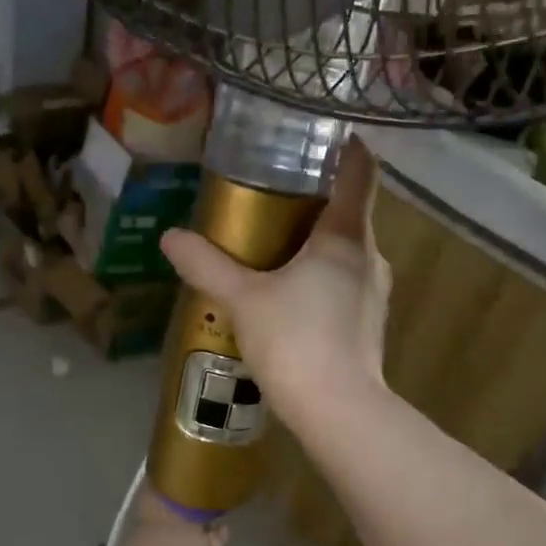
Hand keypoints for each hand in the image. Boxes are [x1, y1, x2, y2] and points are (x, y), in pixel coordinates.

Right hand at [159, 139, 390, 429]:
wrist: (339, 412)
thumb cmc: (296, 342)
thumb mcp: (244, 300)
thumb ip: (208, 265)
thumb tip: (170, 237)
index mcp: (347, 236)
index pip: (360, 171)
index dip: (346, 146)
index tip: (321, 133)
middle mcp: (371, 257)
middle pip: (350, 212)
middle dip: (317, 199)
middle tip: (274, 192)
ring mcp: (374, 293)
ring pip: (348, 251)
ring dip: (317, 242)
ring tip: (276, 244)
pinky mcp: (369, 324)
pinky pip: (345, 283)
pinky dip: (322, 276)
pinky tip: (290, 294)